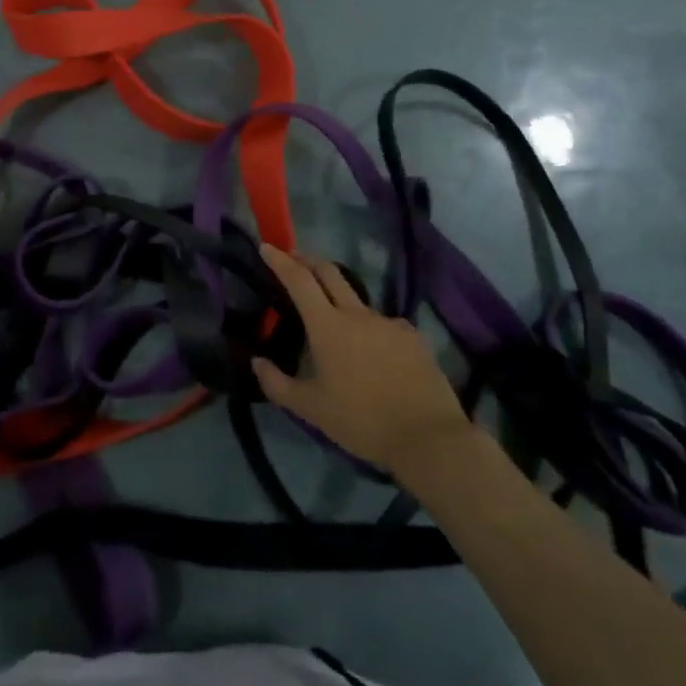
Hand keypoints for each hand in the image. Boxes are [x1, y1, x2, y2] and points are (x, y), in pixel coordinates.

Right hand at [253, 244, 471, 479]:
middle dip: (308, 260)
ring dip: (339, 299)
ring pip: (357, 301)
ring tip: (332, 322)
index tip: (267, 247)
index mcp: (328, 326)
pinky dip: (368, 328)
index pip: (299, 281)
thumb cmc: (361, 421)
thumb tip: (256, 362)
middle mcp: (358, 315)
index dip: (281, 261)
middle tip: (293, 258)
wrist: (429, 438)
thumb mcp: (310, 409)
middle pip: (330, 273)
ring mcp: (388, 323)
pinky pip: (383, 324)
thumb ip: (277, 384)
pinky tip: (371, 352)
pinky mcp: (412, 336)